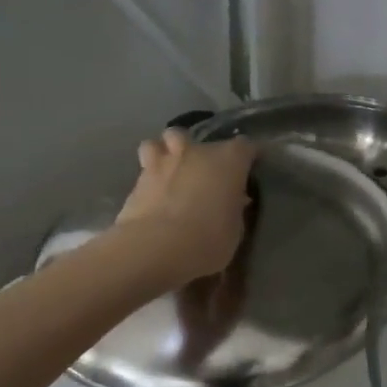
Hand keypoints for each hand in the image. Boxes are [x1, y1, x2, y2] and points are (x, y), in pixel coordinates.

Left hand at [113, 128, 257, 290]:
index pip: (245, 146)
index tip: (250, 168)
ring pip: (158, 144)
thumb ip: (233, 207)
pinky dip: (149, 180)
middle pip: (195, 137)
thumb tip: (232, 201)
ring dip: (165, 153)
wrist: (156, 249)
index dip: (248, 156)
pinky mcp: (136, 182)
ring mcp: (162, 163)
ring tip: (169, 171)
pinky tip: (153, 196)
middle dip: (197, 150)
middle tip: (202, 171)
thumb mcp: (235, 228)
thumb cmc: (208, 240)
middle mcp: (195, 153)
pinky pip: (144, 171)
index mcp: (228, 160)